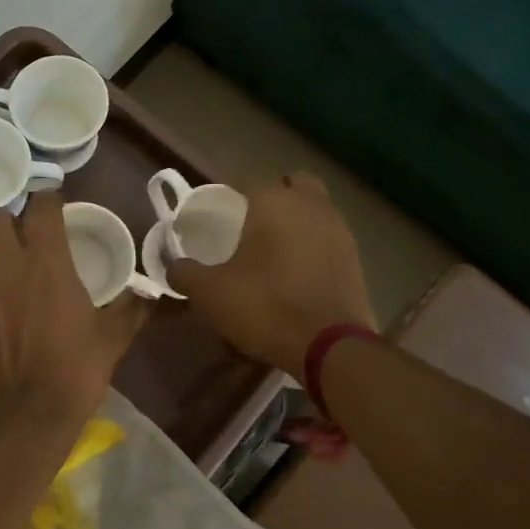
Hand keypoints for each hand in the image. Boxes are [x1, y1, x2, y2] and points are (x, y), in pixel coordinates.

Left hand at [0, 193, 147, 426]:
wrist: (23, 419)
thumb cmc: (75, 372)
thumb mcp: (112, 339)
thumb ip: (131, 309)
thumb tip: (151, 294)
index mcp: (46, 263)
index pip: (42, 208)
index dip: (49, 199)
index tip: (56, 203)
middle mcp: (5, 267)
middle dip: (10, 222)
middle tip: (27, 239)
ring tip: (17, 287)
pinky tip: (3, 322)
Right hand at [170, 172, 373, 377]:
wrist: (328, 346)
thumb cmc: (264, 306)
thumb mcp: (209, 293)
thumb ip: (184, 273)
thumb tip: (173, 265)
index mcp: (274, 202)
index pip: (247, 182)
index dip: (229, 197)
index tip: (216, 218)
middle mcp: (311, 205)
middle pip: (292, 184)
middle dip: (274, 197)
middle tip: (251, 225)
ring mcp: (340, 230)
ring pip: (315, 210)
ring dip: (297, 221)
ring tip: (274, 251)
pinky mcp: (356, 259)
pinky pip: (328, 239)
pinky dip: (314, 246)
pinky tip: (296, 273)